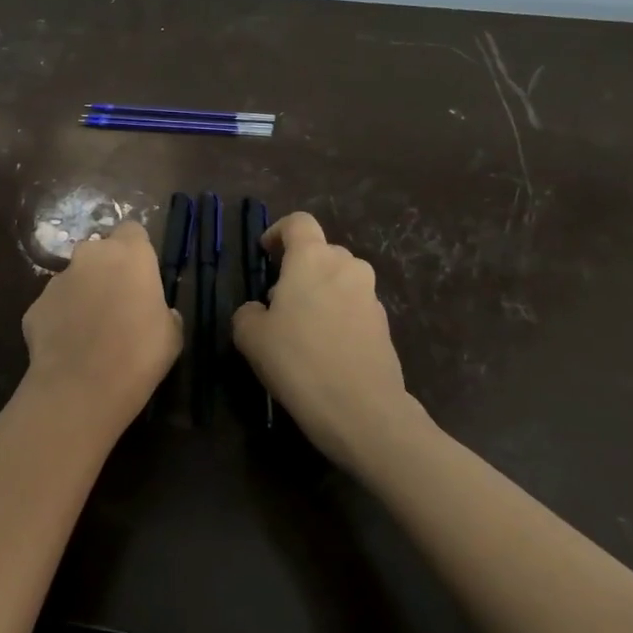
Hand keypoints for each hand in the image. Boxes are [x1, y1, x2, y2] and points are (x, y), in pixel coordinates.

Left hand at [21, 220, 181, 438]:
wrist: (82, 387)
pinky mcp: (35, 305)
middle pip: (99, 251)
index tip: (141, 275)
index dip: (137, 251)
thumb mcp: (171, 334)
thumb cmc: (140, 354)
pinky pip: (53, 306)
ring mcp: (57, 279)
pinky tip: (69, 348)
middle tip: (117, 303)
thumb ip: (163, 311)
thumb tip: (157, 312)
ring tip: (90, 331)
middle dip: (106, 270)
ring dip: (82, 295)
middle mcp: (90, 256)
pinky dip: (61, 320)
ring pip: (74, 279)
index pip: (132, 231)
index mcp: (130, 254)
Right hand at [232, 213, 424, 471]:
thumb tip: (259, 310)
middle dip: (299, 269)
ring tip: (301, 328)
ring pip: (339, 280)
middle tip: (278, 301)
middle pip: (321, 252)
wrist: (362, 409)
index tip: (265, 254)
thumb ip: (248, 313)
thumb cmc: (299, 361)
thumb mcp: (251, 337)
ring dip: (320, 293)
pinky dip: (337, 316)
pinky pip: (354, 307)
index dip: (278, 232)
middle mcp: (346, 266)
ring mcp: (370, 296)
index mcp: (312, 258)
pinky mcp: (384, 325)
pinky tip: (324, 350)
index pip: (298, 222)